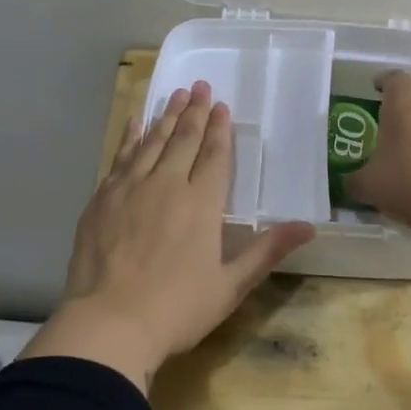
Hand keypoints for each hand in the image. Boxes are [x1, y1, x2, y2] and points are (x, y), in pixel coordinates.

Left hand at [26, 81, 315, 392]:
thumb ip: (267, 251)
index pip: (214, 155)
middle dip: (194, 111)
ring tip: (174, 94)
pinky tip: (135, 122)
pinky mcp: (102, 198)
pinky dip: (130, 136)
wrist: (109, 323)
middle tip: (199, 86)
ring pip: (151, 141)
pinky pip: (120, 156)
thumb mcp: (231, 285)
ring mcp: (130, 188)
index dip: (219, 129)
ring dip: (165, 116)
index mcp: (201, 203)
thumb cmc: (177, 309)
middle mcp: (167, 184)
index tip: (221, 105)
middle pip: (183, 139)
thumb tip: (309, 227)